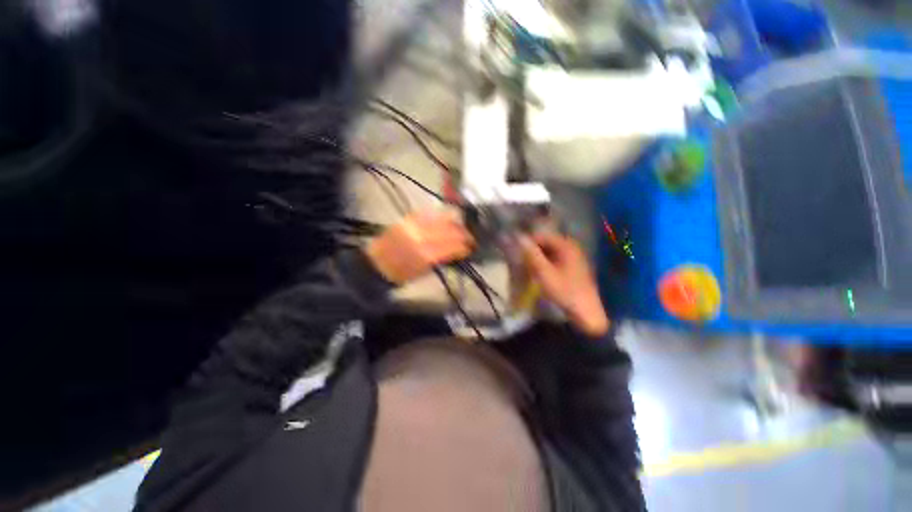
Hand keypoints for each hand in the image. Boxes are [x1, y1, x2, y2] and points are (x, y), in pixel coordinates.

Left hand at [365, 210, 473, 283]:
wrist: (377, 265)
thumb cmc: (402, 274)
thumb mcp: (425, 271)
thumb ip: (443, 258)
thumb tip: (458, 251)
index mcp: (426, 254)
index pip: (453, 245)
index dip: (465, 246)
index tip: (472, 247)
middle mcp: (421, 235)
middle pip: (450, 229)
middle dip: (463, 233)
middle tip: (470, 236)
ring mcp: (413, 224)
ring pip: (441, 218)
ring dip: (454, 222)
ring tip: (460, 227)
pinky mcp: (407, 218)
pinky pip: (428, 213)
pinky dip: (440, 216)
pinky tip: (445, 219)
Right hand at [520, 233, 609, 336]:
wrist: (586, 312)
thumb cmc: (564, 291)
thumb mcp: (544, 273)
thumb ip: (531, 254)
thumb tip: (519, 237)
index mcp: (566, 246)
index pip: (542, 236)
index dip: (528, 242)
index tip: (517, 252)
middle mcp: (572, 247)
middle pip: (547, 242)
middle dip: (533, 249)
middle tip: (522, 261)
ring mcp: (574, 257)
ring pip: (551, 251)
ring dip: (539, 257)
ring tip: (529, 267)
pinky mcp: (574, 267)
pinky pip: (556, 258)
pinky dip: (546, 262)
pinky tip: (540, 272)